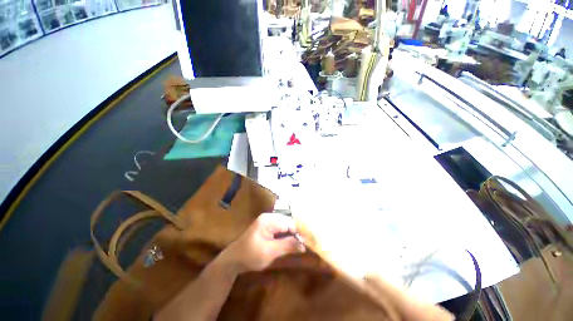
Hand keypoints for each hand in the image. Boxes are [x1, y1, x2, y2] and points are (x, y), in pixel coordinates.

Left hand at [221, 213, 305, 272]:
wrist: (234, 260)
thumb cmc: (250, 255)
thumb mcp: (269, 252)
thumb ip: (287, 246)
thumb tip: (304, 245)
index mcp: (269, 219)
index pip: (289, 222)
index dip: (300, 231)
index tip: (310, 241)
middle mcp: (270, 217)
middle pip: (289, 223)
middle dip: (298, 232)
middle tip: (308, 243)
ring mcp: (269, 222)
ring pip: (286, 226)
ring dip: (294, 235)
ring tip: (304, 243)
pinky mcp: (268, 228)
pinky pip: (282, 229)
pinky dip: (288, 236)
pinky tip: (293, 242)